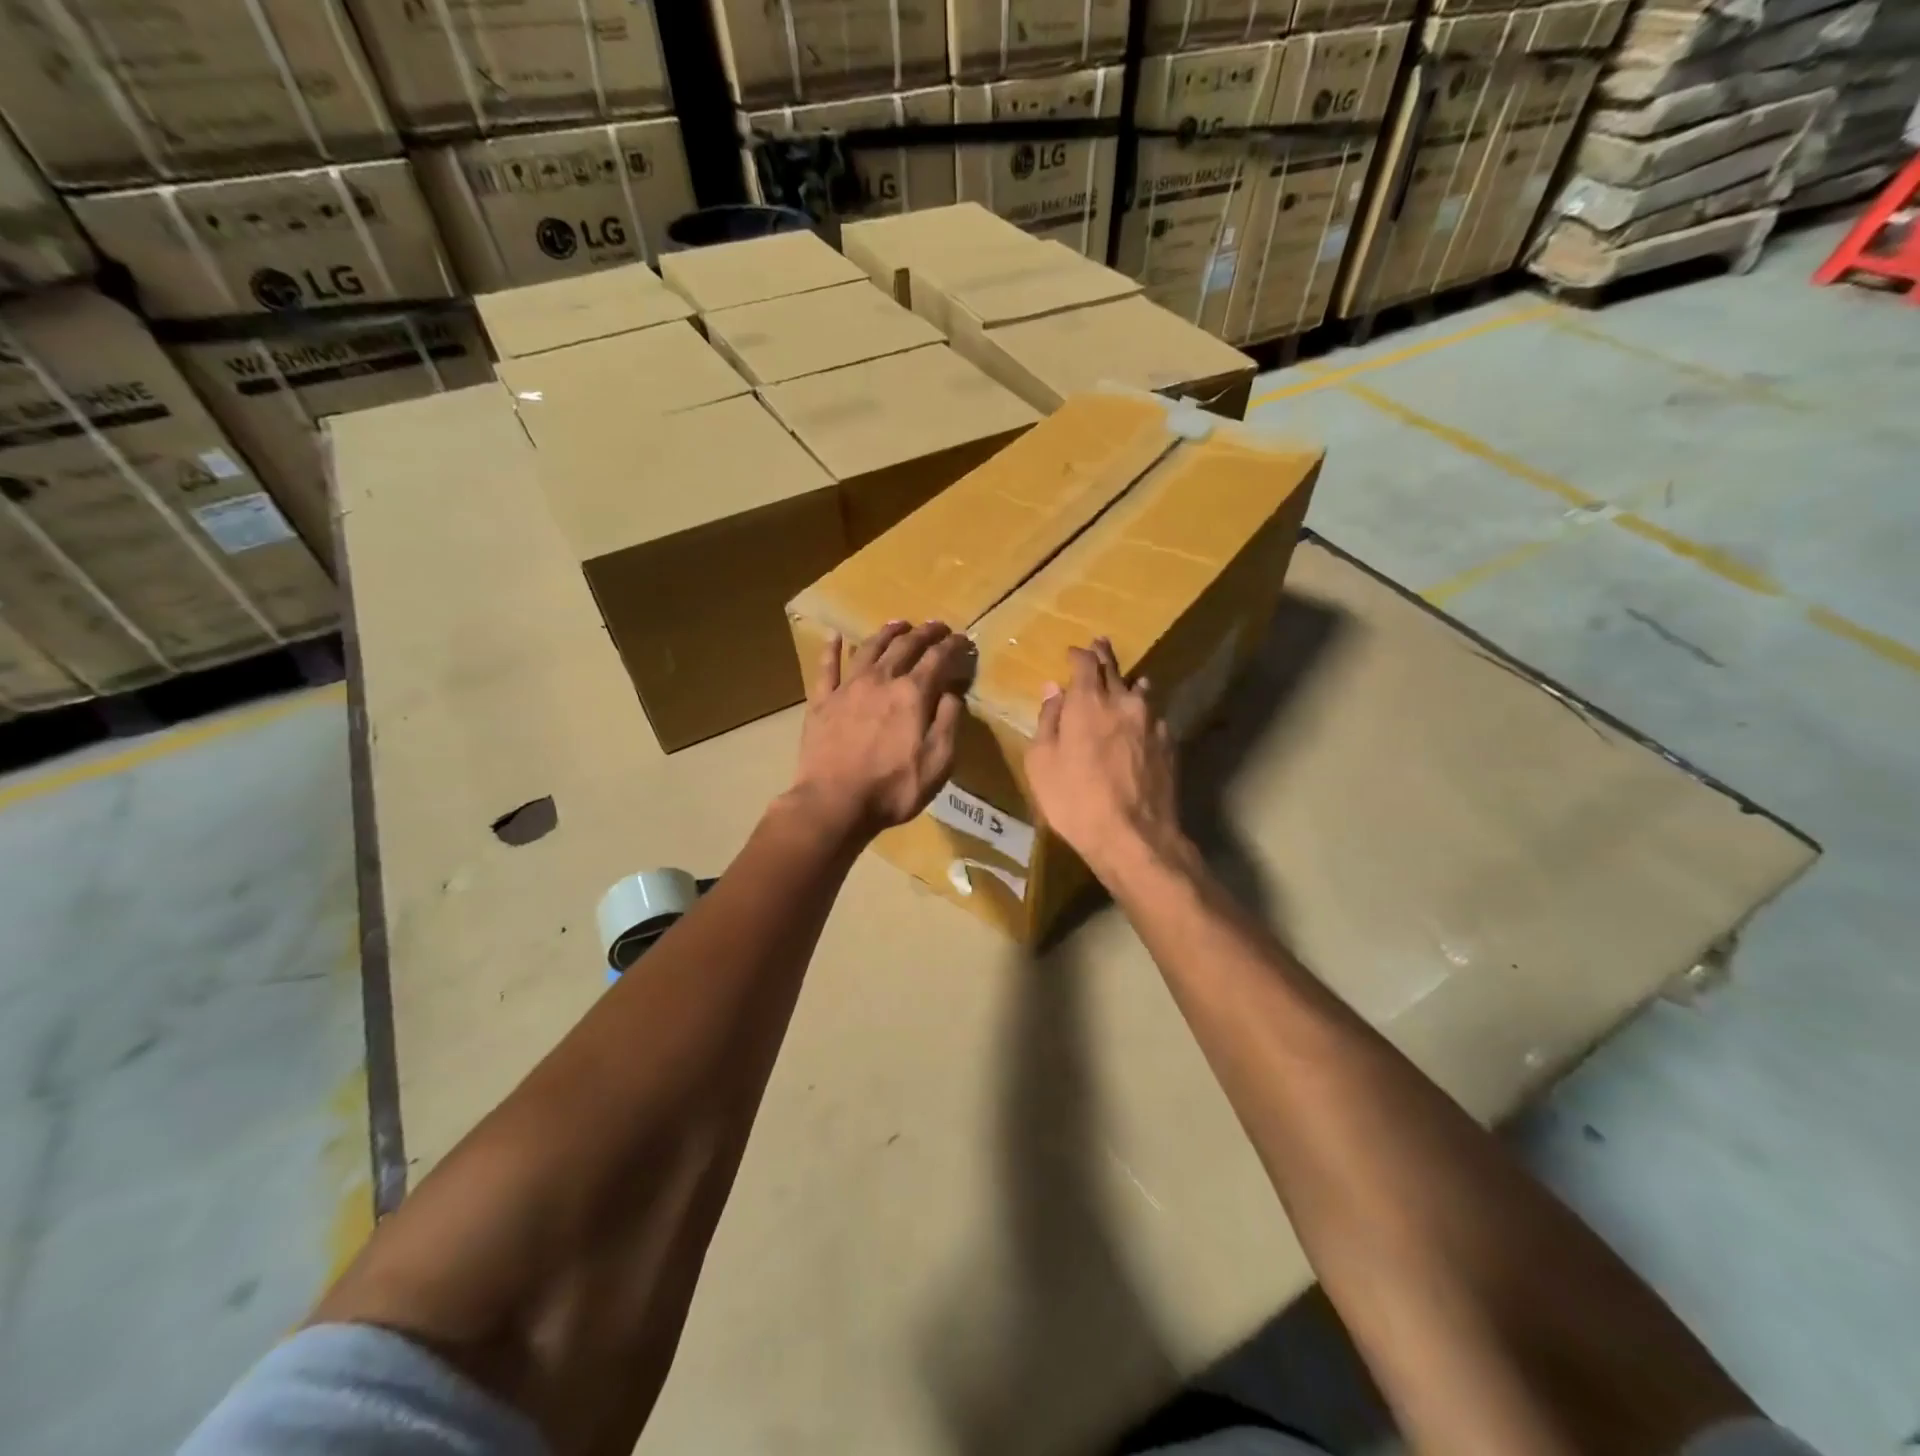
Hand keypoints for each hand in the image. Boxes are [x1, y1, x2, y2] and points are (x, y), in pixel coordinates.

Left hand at [789, 621, 973, 844]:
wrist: (835, 803)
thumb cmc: (893, 788)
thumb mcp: (938, 762)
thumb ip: (949, 722)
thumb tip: (953, 691)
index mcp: (912, 694)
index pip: (937, 659)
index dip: (952, 646)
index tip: (962, 639)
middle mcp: (881, 680)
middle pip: (904, 647)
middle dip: (924, 633)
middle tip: (936, 626)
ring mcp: (847, 689)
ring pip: (868, 649)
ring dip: (886, 634)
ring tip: (898, 624)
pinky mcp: (821, 702)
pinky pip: (826, 668)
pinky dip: (831, 650)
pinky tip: (834, 636)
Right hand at [1026, 638, 1189, 882]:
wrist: (1134, 836)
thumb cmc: (1075, 801)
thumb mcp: (1042, 763)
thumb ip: (1047, 721)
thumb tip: (1052, 690)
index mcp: (1088, 702)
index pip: (1085, 663)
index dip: (1078, 654)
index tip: (1072, 652)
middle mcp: (1124, 702)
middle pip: (1115, 669)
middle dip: (1104, 655)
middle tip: (1100, 644)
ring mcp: (1152, 722)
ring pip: (1141, 690)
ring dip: (1130, 683)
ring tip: (1126, 682)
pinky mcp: (1170, 744)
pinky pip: (1154, 718)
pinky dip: (1144, 714)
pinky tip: (1141, 724)